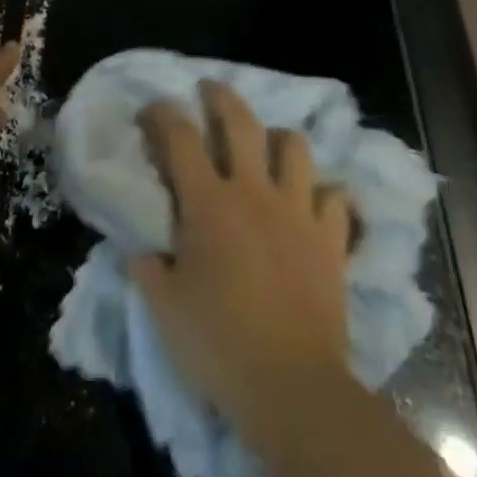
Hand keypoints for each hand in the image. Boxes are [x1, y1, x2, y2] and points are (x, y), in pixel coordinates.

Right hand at [130, 80, 355, 435]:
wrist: (292, 387)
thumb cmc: (220, 345)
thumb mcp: (165, 310)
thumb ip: (148, 269)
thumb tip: (141, 248)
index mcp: (208, 202)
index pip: (179, 137)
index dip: (162, 114)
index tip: (151, 109)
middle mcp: (253, 191)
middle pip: (240, 121)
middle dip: (221, 96)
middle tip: (210, 89)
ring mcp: (297, 210)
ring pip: (294, 146)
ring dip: (279, 139)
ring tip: (270, 145)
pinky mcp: (331, 238)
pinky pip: (335, 198)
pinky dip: (325, 194)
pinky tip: (316, 202)